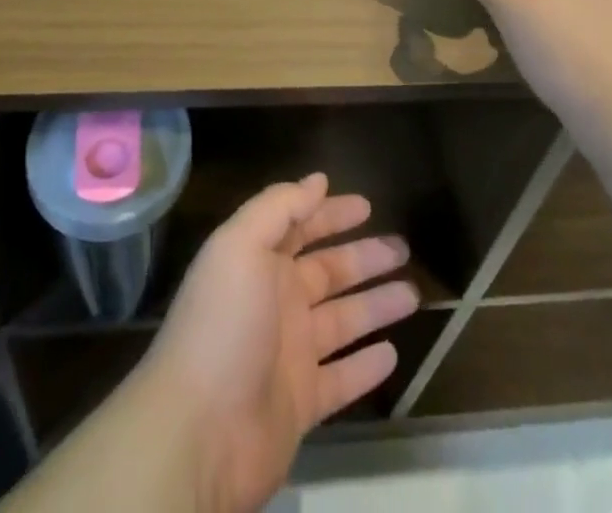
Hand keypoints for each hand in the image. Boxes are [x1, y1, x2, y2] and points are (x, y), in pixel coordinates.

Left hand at [141, 174, 418, 512]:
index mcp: (258, 262)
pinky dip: (366, 367)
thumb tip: (318, 180)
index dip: (331, 214)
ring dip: (376, 305)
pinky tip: (393, 353)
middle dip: (364, 257)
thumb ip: (279, 207)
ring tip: (413, 293)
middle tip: (403, 247)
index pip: (300, 227)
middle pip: (328, 271)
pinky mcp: (301, 404)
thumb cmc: (223, 324)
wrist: (199, 432)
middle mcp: (275, 302)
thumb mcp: (241, 245)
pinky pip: (342, 379)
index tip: (367, 205)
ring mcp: (289, 354)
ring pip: (343, 321)